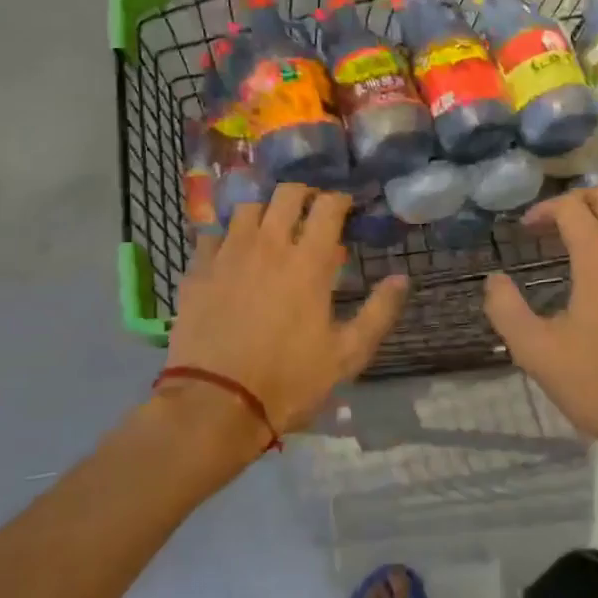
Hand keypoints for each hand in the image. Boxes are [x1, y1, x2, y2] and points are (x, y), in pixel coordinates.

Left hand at [164, 185, 408, 442]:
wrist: (215, 404)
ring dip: (265, 212)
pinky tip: (232, 254)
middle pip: (286, 193)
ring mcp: (227, 255)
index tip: (346, 207)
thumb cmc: (289, 381)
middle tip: (311, 212)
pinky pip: (211, 235)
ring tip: (271, 230)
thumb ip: (378, 312)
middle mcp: (268, 246)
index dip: (340, 199)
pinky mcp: (196, 272)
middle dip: (304, 194)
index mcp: (308, 263)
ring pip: (248, 208)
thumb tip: (402, 278)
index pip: (327, 206)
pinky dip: (227, 237)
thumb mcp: (347, 355)